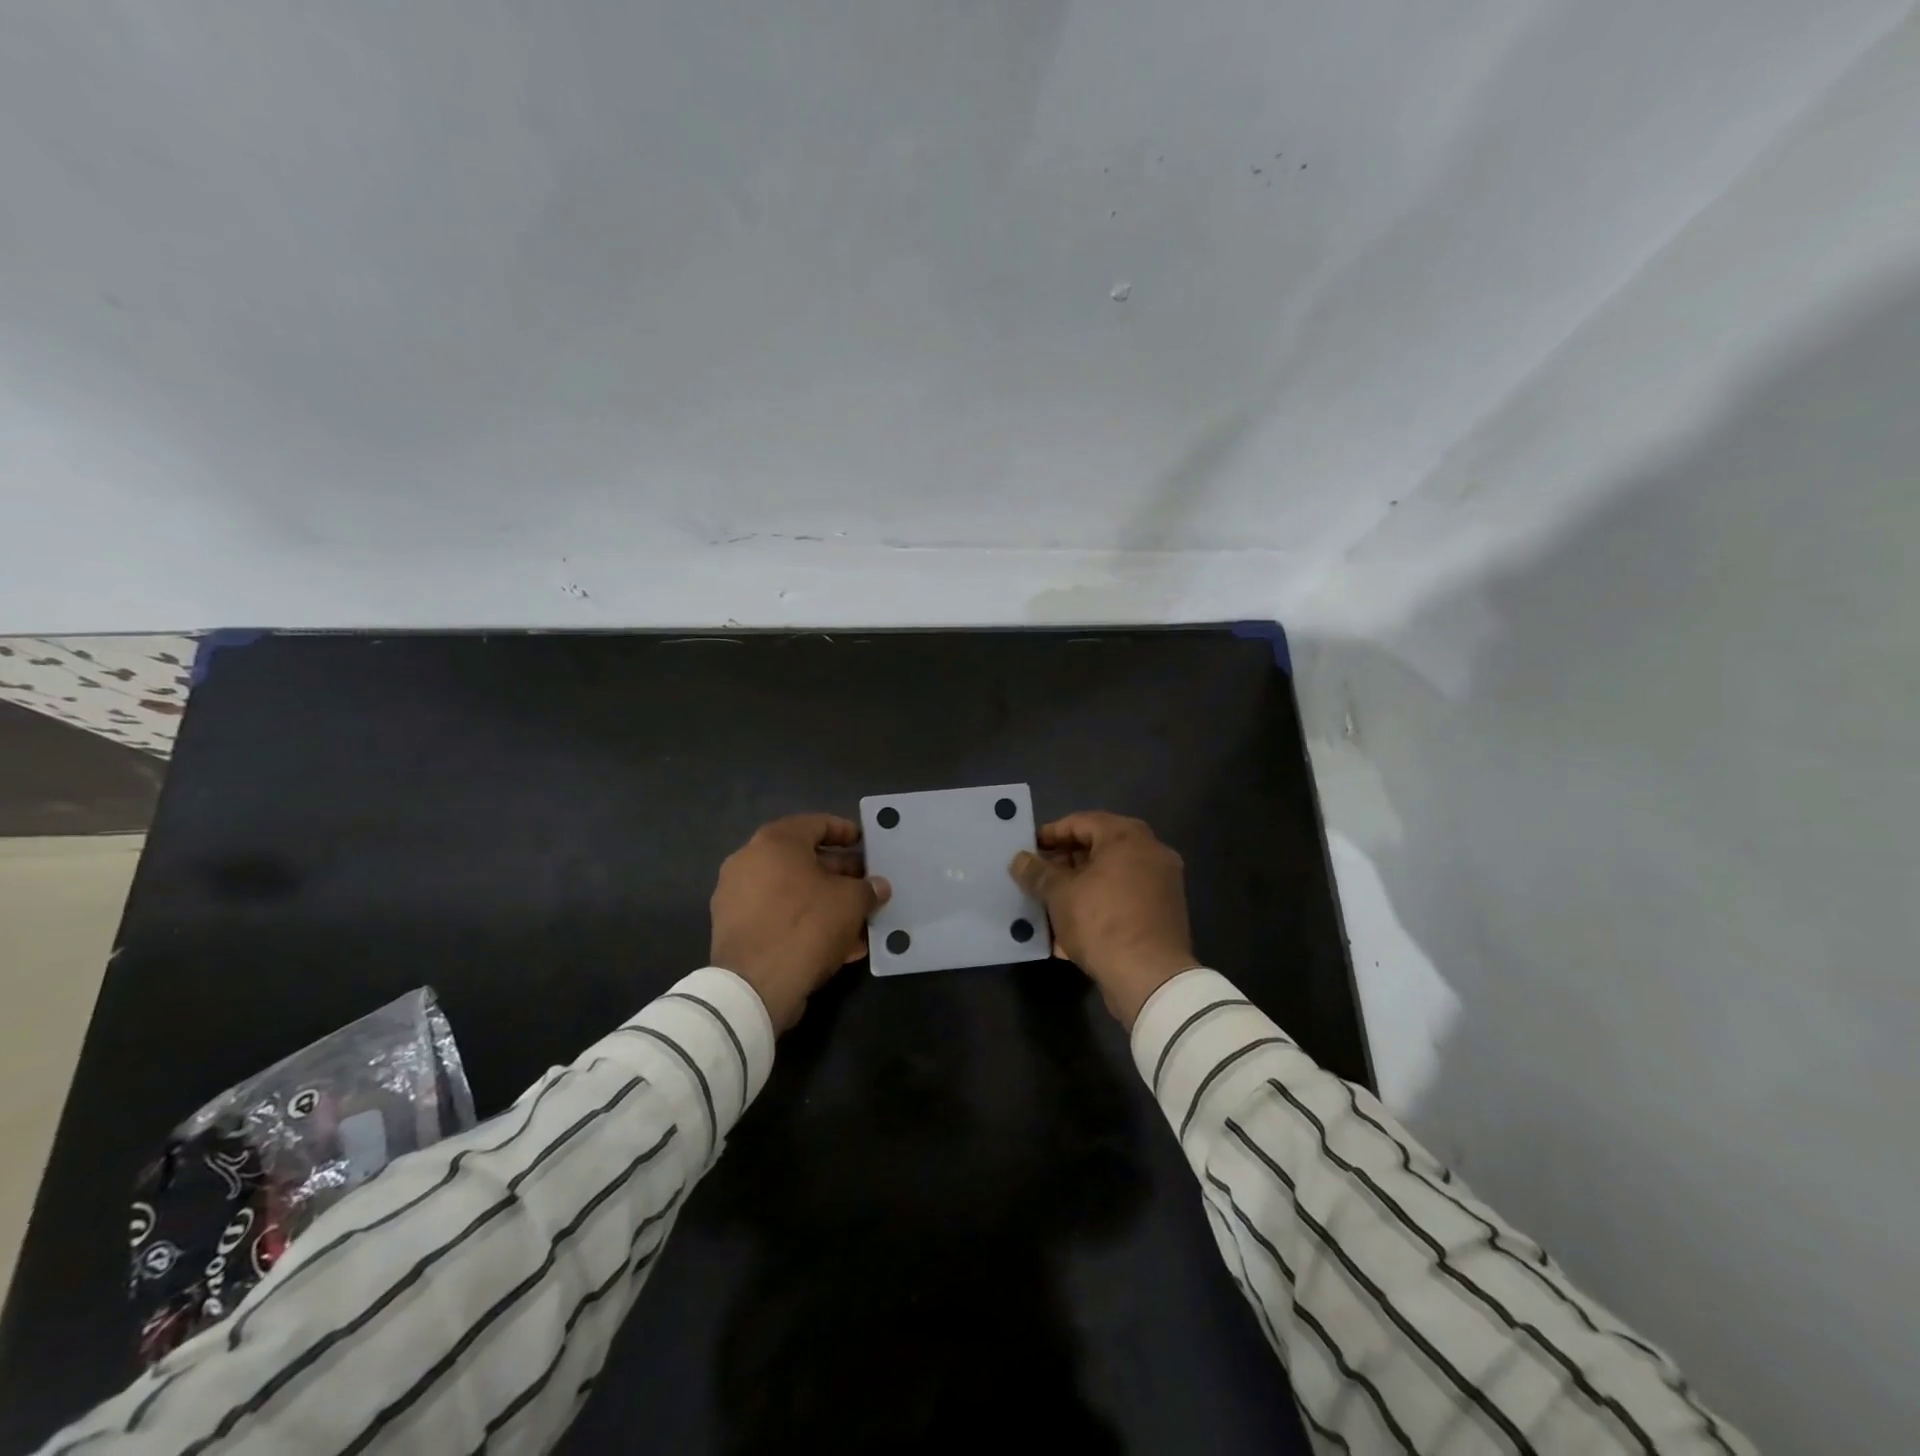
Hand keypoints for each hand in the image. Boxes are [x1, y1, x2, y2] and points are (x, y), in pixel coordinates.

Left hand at [710, 814, 891, 1031]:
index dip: (846, 832)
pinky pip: (779, 917)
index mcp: (775, 842)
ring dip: (827, 903)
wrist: (754, 986)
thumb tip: (878, 887)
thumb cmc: (807, 925)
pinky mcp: (734, 930)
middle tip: (866, 886)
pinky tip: (838, 946)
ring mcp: (737, 897)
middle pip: (804, 860)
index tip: (865, 844)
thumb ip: (868, 889)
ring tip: (859, 922)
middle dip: (840, 874)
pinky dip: (806, 924)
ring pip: (793, 892)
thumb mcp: (851, 902)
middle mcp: (749, 861)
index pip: (817, 824)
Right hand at [1010, 812, 1196, 1028]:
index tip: (1028, 848)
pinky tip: (1070, 931)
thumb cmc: (1101, 922)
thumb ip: (1037, 872)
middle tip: (1037, 876)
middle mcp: (1151, 853)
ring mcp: (1161, 884)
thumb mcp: (1059, 894)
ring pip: (1110, 878)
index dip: (1050, 834)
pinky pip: (1123, 901)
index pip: (1081, 822)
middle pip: (1098, 849)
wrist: (1150, 978)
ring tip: (1048, 904)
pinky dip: (1098, 908)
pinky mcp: (1163, 915)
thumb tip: (1019, 859)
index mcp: (1128, 837)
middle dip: (1064, 864)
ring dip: (1078, 888)